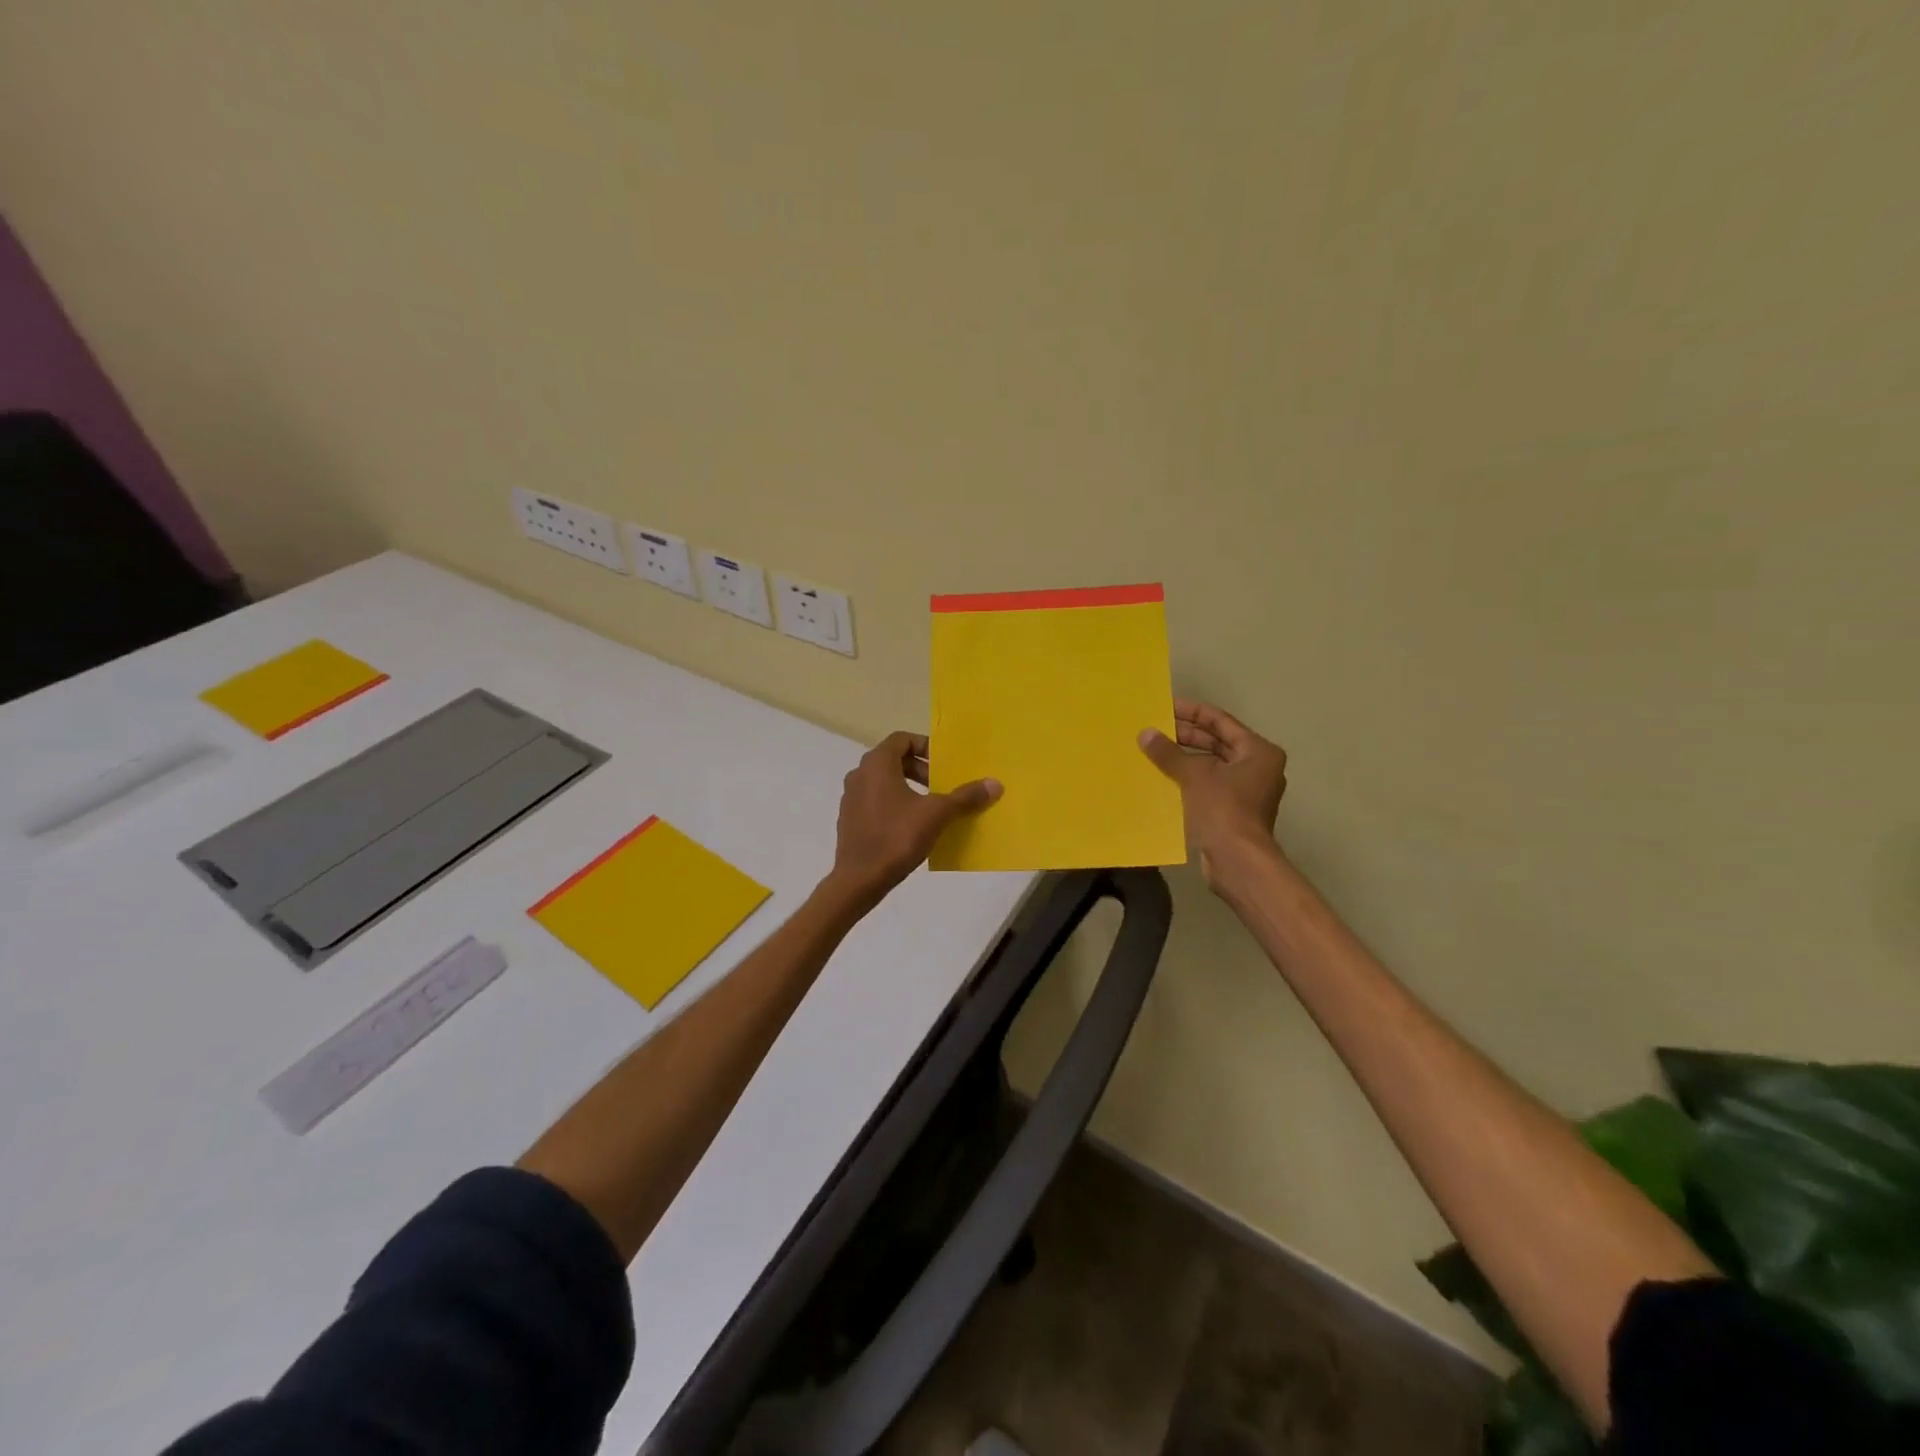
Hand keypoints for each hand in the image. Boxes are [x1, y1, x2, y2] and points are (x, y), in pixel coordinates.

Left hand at [826, 732, 1000, 908]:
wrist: (859, 879)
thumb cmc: (897, 837)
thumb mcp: (937, 814)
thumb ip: (965, 797)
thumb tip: (995, 783)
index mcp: (877, 764)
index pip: (902, 739)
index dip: (925, 746)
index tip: (943, 764)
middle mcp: (859, 774)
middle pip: (893, 759)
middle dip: (920, 769)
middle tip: (940, 786)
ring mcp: (850, 797)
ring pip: (883, 781)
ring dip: (908, 787)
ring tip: (930, 807)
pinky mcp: (849, 819)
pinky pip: (874, 801)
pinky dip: (894, 804)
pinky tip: (911, 826)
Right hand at [1139, 699, 1287, 890]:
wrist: (1238, 861)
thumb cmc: (1223, 810)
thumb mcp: (1194, 776)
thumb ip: (1169, 753)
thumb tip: (1145, 733)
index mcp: (1258, 751)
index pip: (1221, 721)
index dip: (1192, 712)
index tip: (1166, 706)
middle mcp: (1258, 767)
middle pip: (1217, 742)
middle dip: (1186, 735)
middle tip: (1155, 729)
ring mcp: (1247, 790)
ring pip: (1211, 764)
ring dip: (1185, 758)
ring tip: (1154, 751)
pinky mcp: (1234, 810)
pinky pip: (1208, 784)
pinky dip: (1188, 778)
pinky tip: (1163, 777)